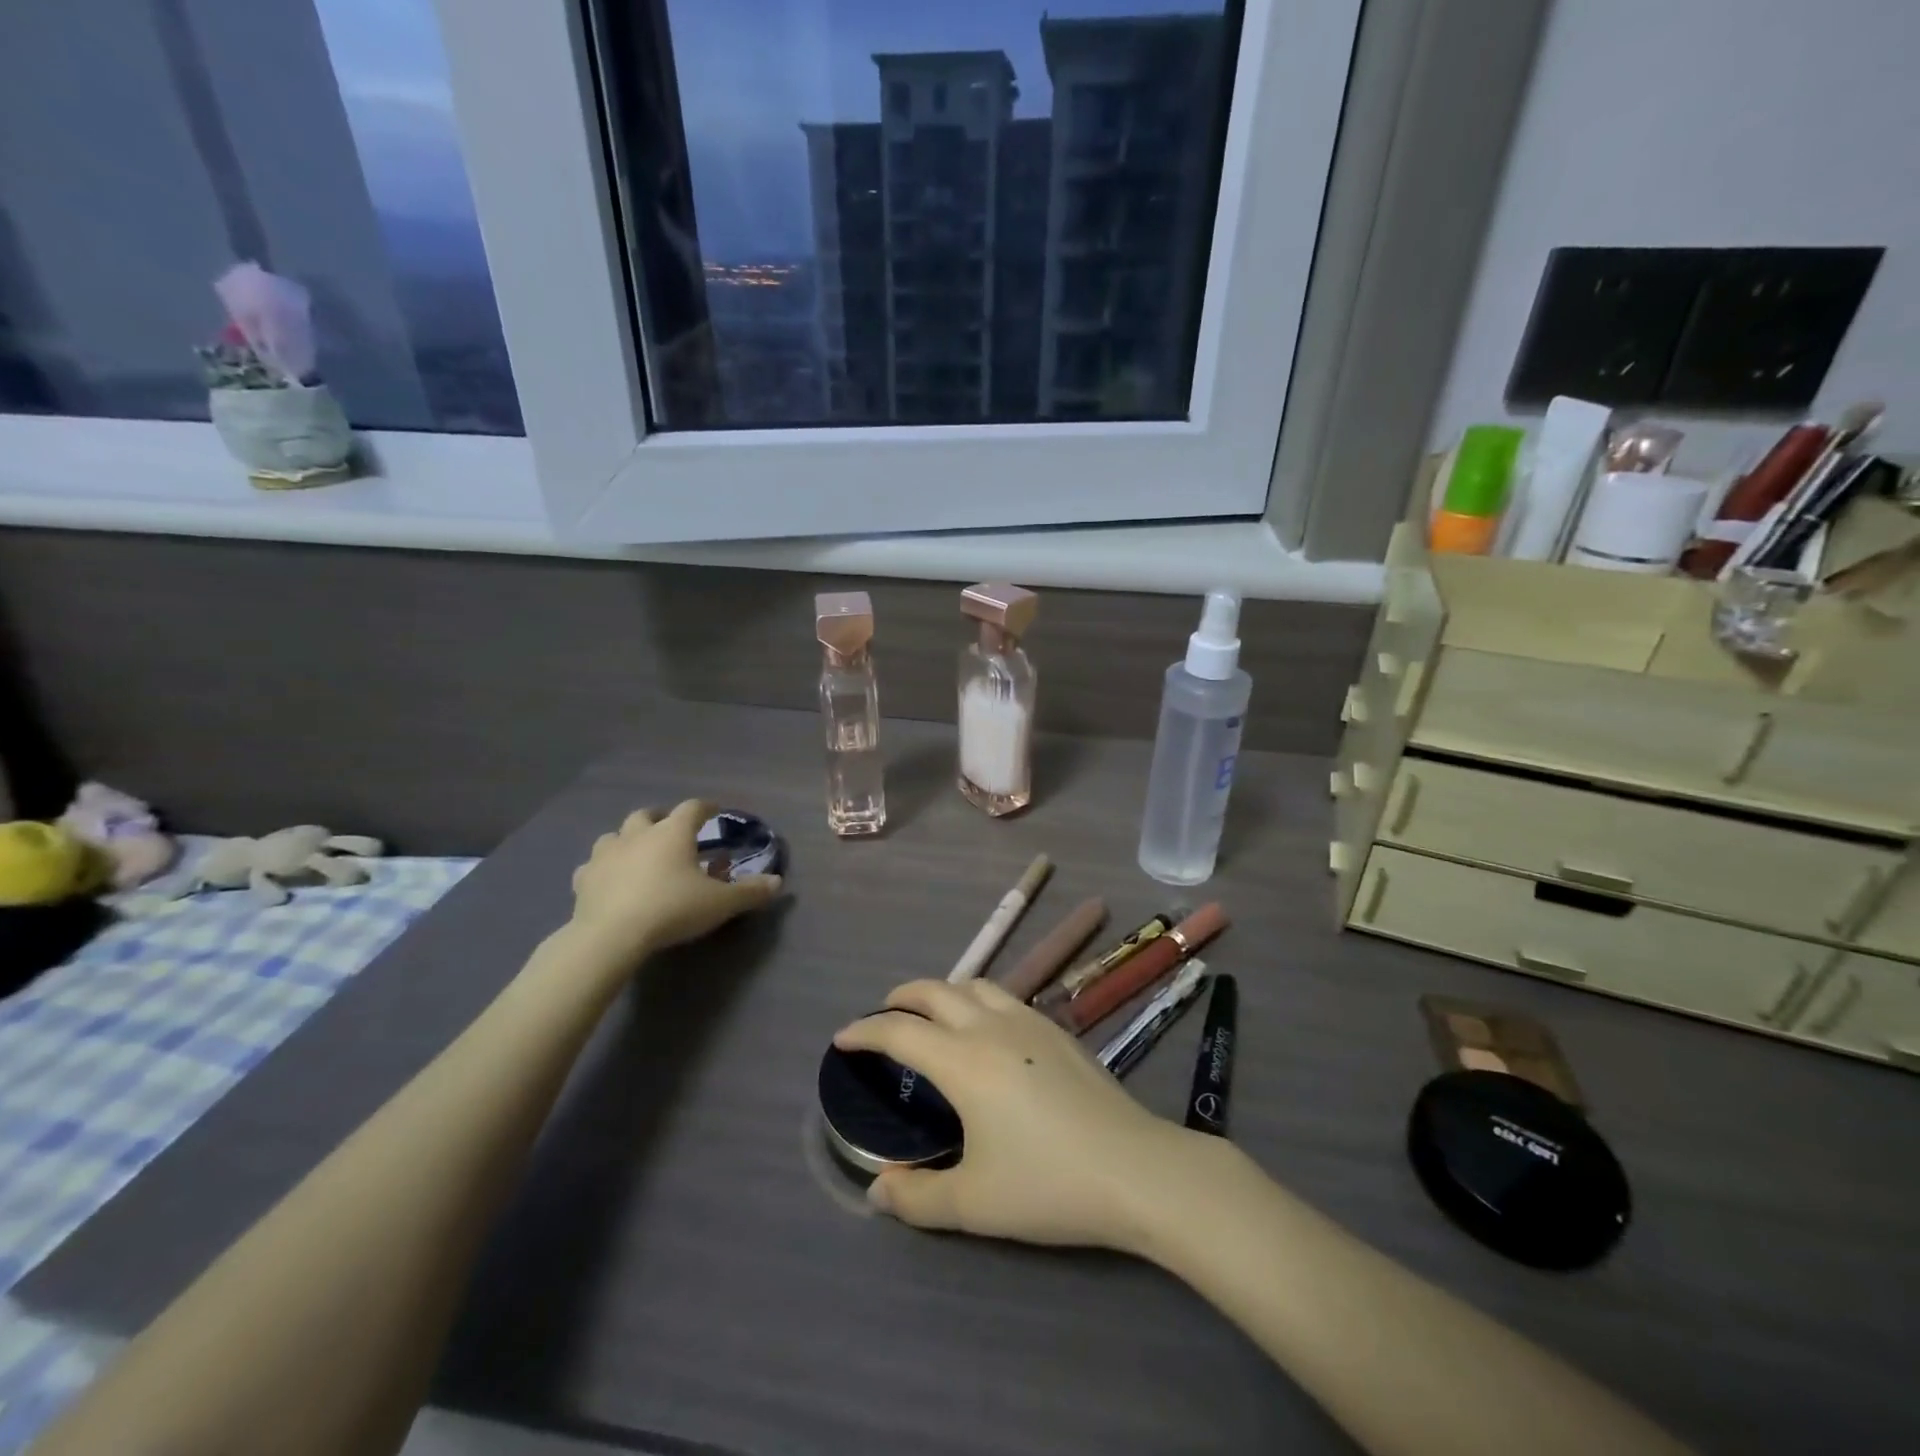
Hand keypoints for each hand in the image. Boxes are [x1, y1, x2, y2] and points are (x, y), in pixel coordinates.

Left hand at [569, 800, 781, 962]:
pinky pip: (593, 866)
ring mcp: (607, 854)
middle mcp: (638, 834)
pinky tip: (609, 881)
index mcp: (673, 832)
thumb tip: (777, 882)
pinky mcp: (584, 879)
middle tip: (671, 832)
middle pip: (647, 814)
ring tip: (638, 854)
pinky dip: (604, 869)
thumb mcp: (720, 903)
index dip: (706, 807)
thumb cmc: (672, 909)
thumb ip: (750, 892)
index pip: (693, 808)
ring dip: (628, 840)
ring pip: (615, 835)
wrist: (611, 935)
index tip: (714, 811)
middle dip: (660, 819)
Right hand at [832, 979, 1199, 1252]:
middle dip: (902, 997)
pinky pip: (1004, 997)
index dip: (865, 1030)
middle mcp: (991, 1027)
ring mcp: (1029, 1022)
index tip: (842, 1038)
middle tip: (883, 1014)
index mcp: (963, 1061)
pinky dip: (977, 999)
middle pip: (935, 991)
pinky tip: (987, 1028)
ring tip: (932, 1014)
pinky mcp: (1057, 1030)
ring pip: (974, 985)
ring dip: (943, 991)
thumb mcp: (973, 1203)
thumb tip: (878, 1190)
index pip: (900, 1031)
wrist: (1134, 1168)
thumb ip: (917, 1197)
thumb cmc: (1047, 1184)